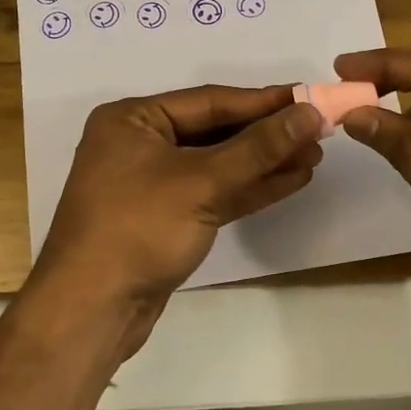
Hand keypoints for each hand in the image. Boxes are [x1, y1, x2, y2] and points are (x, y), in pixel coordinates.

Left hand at [35, 85, 324, 355]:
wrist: (91, 311)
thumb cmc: (138, 229)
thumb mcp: (201, 182)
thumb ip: (258, 147)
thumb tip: (310, 114)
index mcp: (133, 119)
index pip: (210, 101)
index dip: (264, 101)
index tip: (310, 98)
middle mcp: (140, 144)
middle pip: (215, 131)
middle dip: (267, 134)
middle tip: (319, 130)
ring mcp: (152, 184)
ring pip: (218, 164)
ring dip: (264, 162)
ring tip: (314, 155)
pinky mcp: (166, 218)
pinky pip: (214, 192)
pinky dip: (249, 188)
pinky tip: (291, 180)